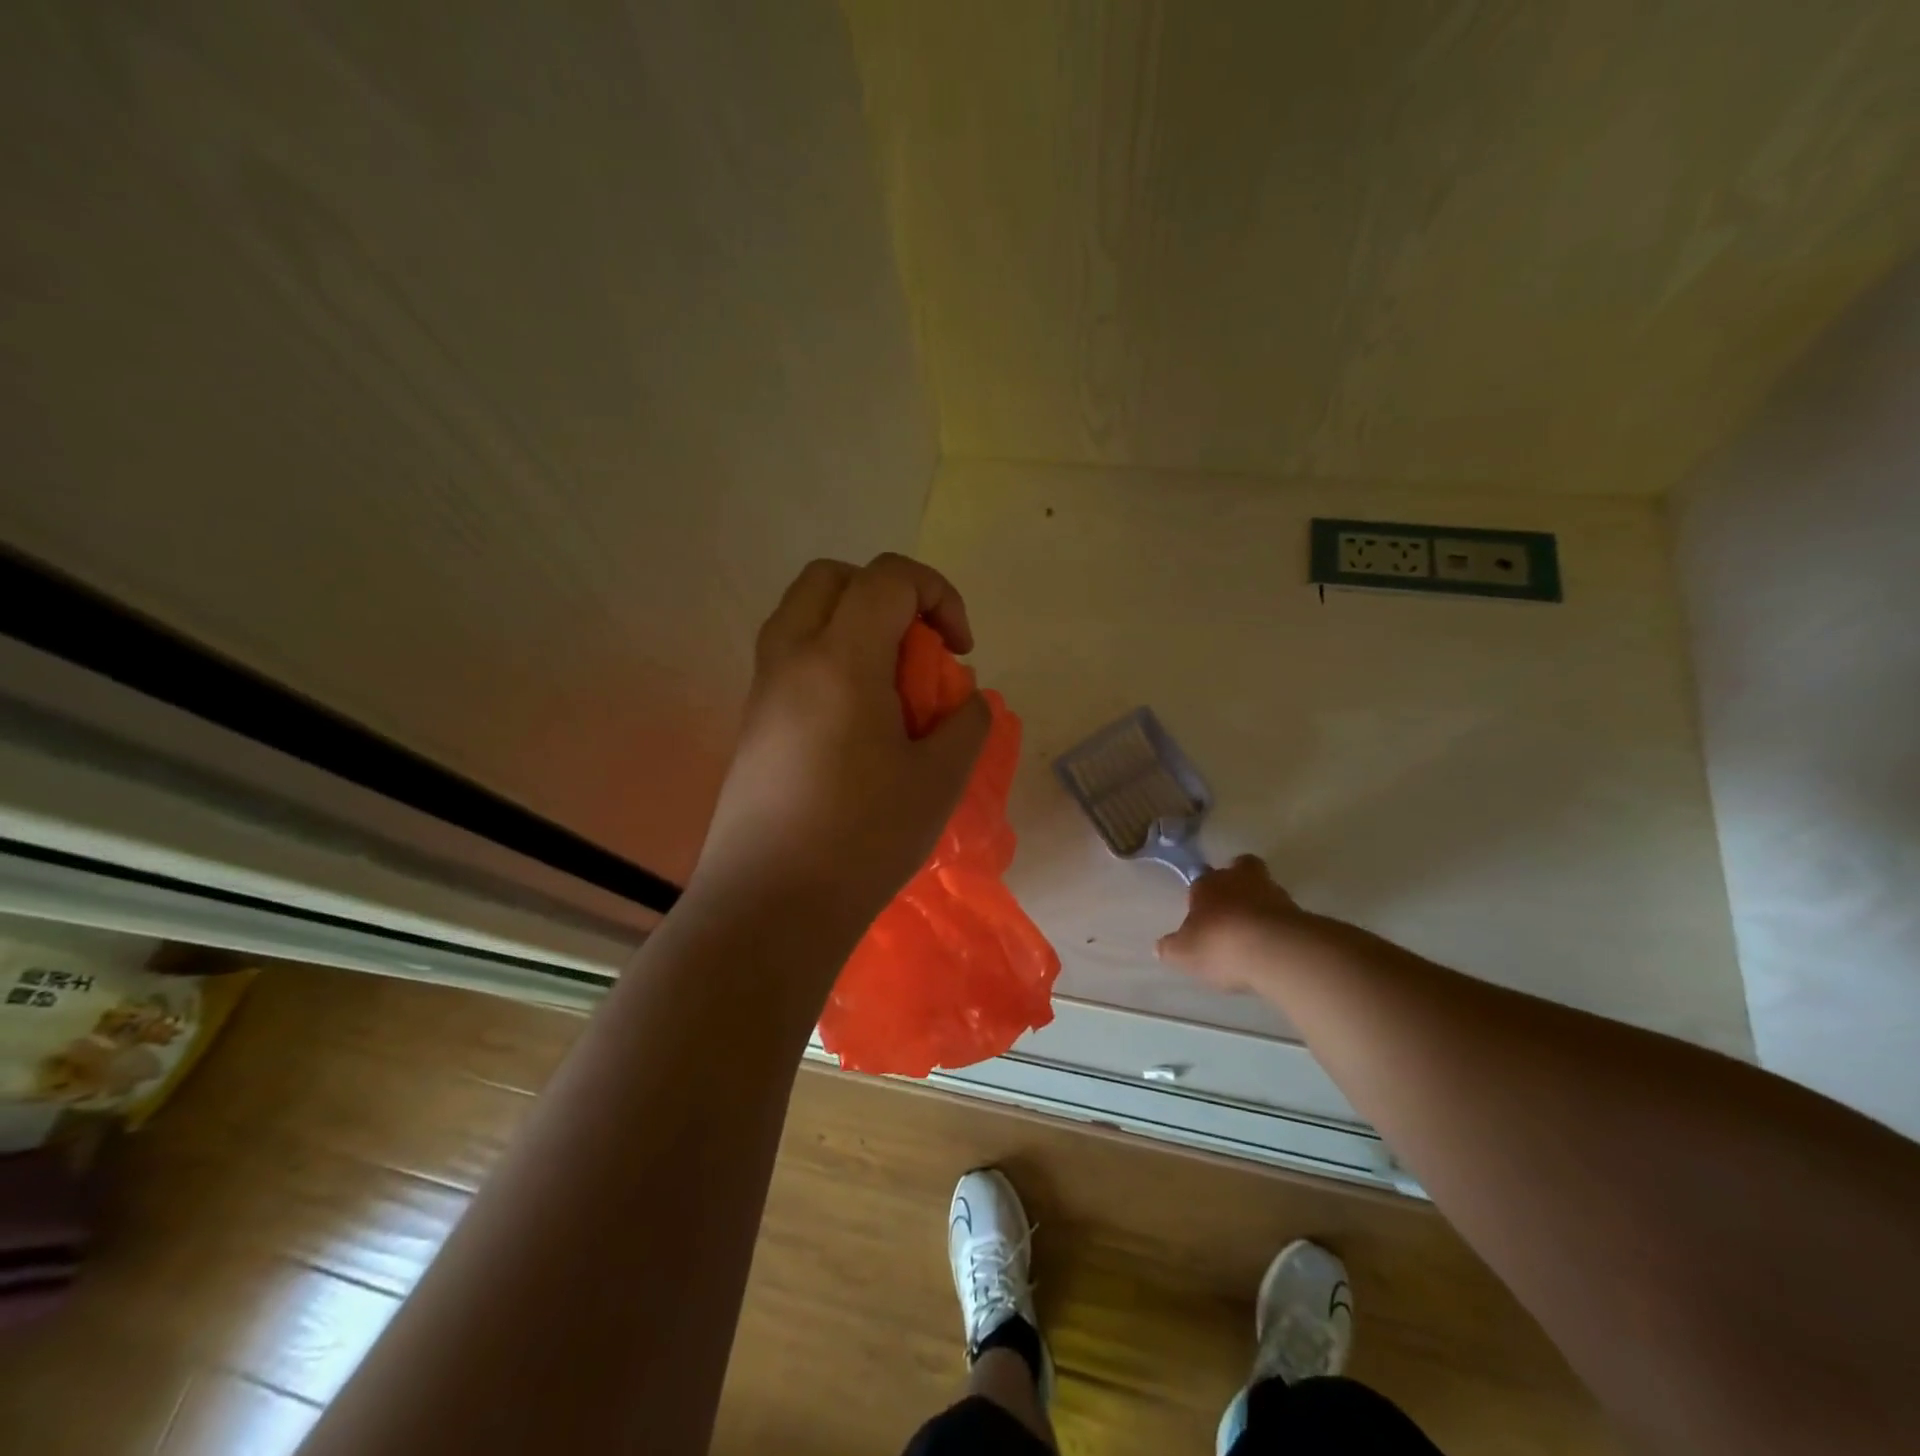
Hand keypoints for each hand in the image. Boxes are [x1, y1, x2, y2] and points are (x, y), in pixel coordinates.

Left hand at [688, 553, 990, 935]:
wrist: (770, 907)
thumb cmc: (863, 839)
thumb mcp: (940, 780)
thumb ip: (966, 723)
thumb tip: (963, 702)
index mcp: (841, 659)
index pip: (888, 577)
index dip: (938, 595)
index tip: (961, 650)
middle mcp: (791, 658)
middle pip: (833, 577)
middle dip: (887, 594)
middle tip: (917, 650)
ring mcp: (763, 690)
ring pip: (804, 614)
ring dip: (853, 626)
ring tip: (889, 687)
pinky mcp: (752, 723)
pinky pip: (792, 659)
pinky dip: (831, 661)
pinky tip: (857, 725)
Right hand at [1155, 855, 1318, 992]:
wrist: (1275, 951)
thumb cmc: (1220, 945)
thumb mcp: (1184, 954)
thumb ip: (1172, 948)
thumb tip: (1160, 947)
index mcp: (1207, 884)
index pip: (1201, 881)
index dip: (1201, 896)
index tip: (1201, 915)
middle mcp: (1239, 880)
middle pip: (1241, 868)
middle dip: (1238, 881)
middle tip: (1234, 905)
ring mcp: (1274, 893)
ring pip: (1265, 889)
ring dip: (1261, 905)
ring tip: (1255, 933)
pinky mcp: (1300, 912)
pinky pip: (1285, 914)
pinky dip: (1279, 926)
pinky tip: (1273, 946)